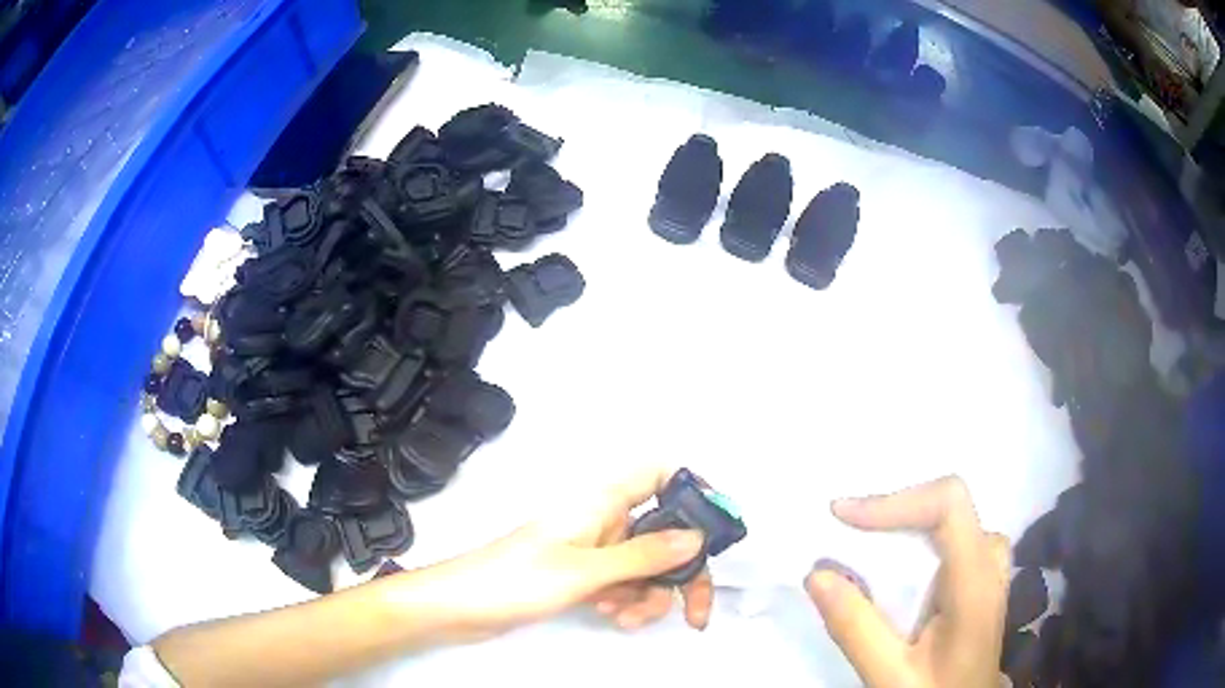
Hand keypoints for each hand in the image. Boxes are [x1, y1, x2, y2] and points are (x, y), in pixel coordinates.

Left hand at [398, 465, 712, 642]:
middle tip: (695, 611)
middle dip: (679, 573)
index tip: (713, 530)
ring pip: (645, 567)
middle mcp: (602, 520)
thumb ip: (644, 555)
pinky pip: (622, 584)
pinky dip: (625, 601)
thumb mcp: (586, 571)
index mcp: (601, 501)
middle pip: (662, 535)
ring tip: (624, 616)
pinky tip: (607, 614)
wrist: (459, 607)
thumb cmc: (516, 579)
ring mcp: (592, 550)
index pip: (659, 474)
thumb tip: (697, 538)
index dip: (692, 490)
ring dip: (647, 595)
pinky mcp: (581, 576)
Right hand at [806, 477, 1009, 687]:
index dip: (896, 500)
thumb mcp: (891, 675)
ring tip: (861, 541)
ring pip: (948, 513)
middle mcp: (990, 557)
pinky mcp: (982, 567)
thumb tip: (816, 574)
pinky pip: (950, 529)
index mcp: (976, 581)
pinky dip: (914, 533)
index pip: (948, 505)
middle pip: (945, 503)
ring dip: (902, 520)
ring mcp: (990, 559)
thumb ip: (857, 630)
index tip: (842, 515)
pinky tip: (891, 559)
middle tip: (842, 531)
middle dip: (891, 511)